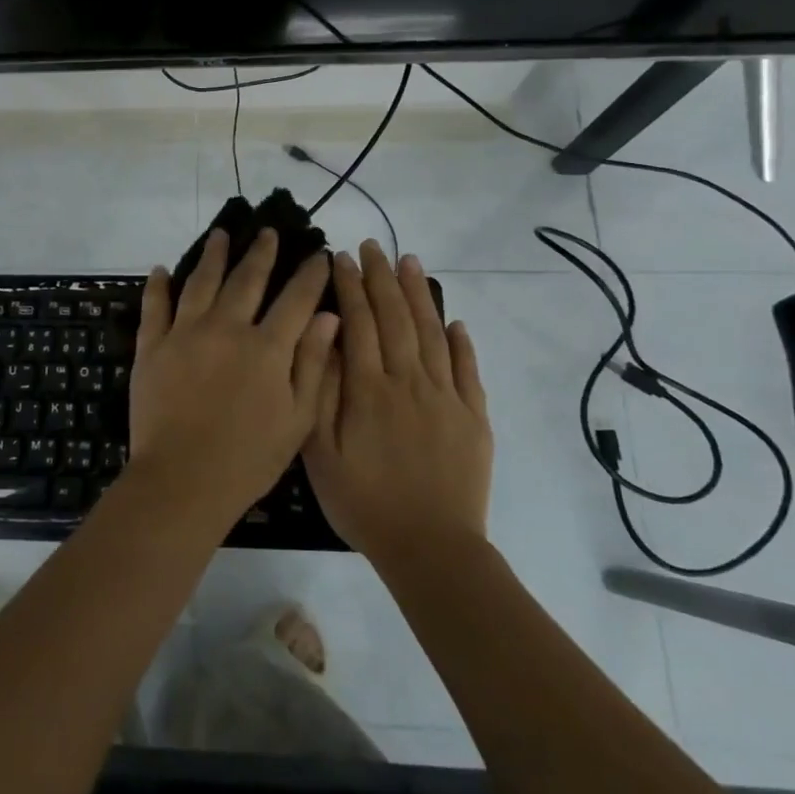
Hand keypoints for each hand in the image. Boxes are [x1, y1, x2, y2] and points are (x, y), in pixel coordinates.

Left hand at [127, 229, 339, 532]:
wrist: (183, 480)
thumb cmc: (249, 458)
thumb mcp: (297, 418)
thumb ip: (312, 363)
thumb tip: (330, 315)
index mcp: (267, 347)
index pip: (295, 299)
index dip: (310, 275)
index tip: (319, 254)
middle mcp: (226, 328)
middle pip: (246, 279)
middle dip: (261, 253)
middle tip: (268, 231)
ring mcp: (185, 334)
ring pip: (200, 282)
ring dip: (212, 255)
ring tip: (220, 235)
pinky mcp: (152, 347)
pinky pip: (155, 307)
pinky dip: (158, 286)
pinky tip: (161, 269)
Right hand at [302, 241, 492, 559]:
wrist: (431, 548)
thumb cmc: (364, 502)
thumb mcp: (320, 453)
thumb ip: (320, 392)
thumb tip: (326, 339)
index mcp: (369, 389)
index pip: (358, 323)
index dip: (348, 287)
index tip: (340, 257)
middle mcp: (410, 382)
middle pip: (396, 317)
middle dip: (381, 278)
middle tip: (373, 246)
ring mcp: (447, 398)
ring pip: (433, 333)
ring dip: (420, 295)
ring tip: (410, 262)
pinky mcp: (474, 417)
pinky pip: (469, 370)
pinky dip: (462, 342)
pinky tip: (456, 322)